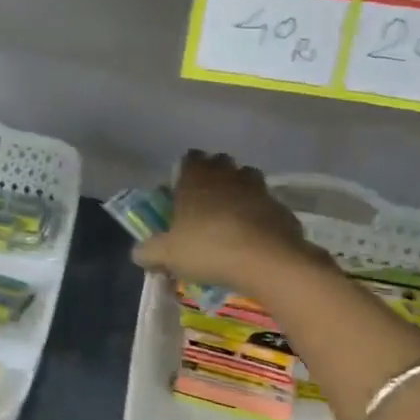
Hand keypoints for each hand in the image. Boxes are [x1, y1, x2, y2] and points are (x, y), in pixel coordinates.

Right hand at [131, 150, 324, 295]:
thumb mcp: (167, 255)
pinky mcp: (281, 207)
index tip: (181, 189)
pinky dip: (260, 214)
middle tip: (205, 202)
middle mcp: (227, 175)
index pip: (190, 157)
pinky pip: (266, 205)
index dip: (186, 170)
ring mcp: (258, 188)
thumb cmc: (208, 248)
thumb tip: (138, 253)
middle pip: (220, 163)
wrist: (266, 261)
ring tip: (231, 216)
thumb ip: (148, 252)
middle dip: (214, 176)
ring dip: (239, 191)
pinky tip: (254, 236)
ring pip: (247, 179)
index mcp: (196, 177)